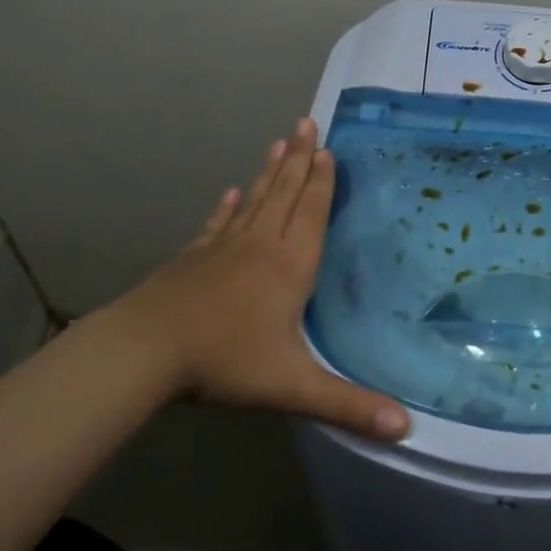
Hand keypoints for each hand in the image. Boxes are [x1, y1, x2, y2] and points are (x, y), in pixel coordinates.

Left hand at [90, 118, 410, 441]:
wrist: (145, 351)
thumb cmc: (225, 361)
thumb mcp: (292, 387)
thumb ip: (348, 405)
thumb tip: (405, 428)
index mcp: (289, 265)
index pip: (311, 212)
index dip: (322, 181)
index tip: (328, 148)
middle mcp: (260, 245)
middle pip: (284, 193)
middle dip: (299, 158)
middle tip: (306, 123)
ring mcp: (222, 248)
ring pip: (253, 200)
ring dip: (269, 171)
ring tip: (279, 142)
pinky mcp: (193, 258)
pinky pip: (217, 224)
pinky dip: (227, 206)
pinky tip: (229, 193)